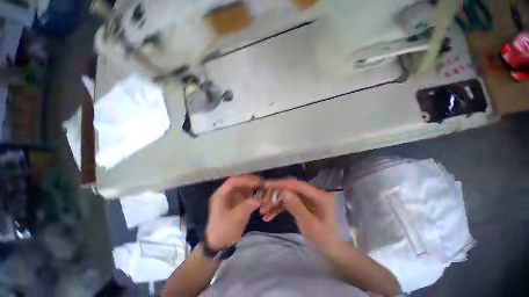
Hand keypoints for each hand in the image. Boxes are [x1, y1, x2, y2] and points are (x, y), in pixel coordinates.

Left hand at [205, 176, 261, 249]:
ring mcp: (231, 196)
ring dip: (252, 186)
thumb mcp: (235, 219)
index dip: (245, 180)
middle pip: (239, 182)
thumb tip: (260, 198)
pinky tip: (259, 194)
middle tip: (262, 184)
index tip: (257, 182)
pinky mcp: (236, 201)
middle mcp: (226, 192)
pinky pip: (245, 193)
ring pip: (243, 186)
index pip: (233, 181)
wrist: (218, 243)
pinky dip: (252, 192)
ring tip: (262, 188)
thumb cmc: (223, 230)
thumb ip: (247, 207)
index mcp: (221, 194)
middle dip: (250, 181)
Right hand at [264, 179, 338, 249]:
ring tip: (263, 212)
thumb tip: (283, 192)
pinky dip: (280, 209)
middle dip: (275, 195)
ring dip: (276, 203)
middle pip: (291, 190)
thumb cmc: (327, 240)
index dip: (281, 183)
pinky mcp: (304, 206)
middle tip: (261, 202)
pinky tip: (269, 216)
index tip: (266, 185)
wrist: (336, 252)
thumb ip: (297, 207)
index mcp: (319, 195)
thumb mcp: (310, 225)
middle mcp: (313, 194)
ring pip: (288, 197)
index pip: (297, 185)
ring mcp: (308, 200)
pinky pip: (290, 204)